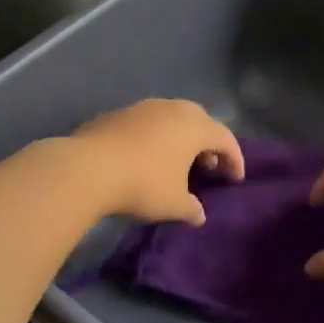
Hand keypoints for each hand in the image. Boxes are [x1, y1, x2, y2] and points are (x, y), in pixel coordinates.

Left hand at [67, 99, 244, 224]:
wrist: (88, 168)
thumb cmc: (143, 185)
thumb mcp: (174, 205)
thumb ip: (192, 208)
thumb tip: (199, 214)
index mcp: (194, 127)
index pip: (225, 138)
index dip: (235, 159)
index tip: (235, 179)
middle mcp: (172, 109)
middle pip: (200, 121)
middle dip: (208, 143)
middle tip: (208, 166)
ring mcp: (142, 108)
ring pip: (171, 118)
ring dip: (179, 138)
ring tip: (176, 162)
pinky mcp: (117, 114)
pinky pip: (146, 124)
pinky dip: (154, 138)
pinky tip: (145, 158)